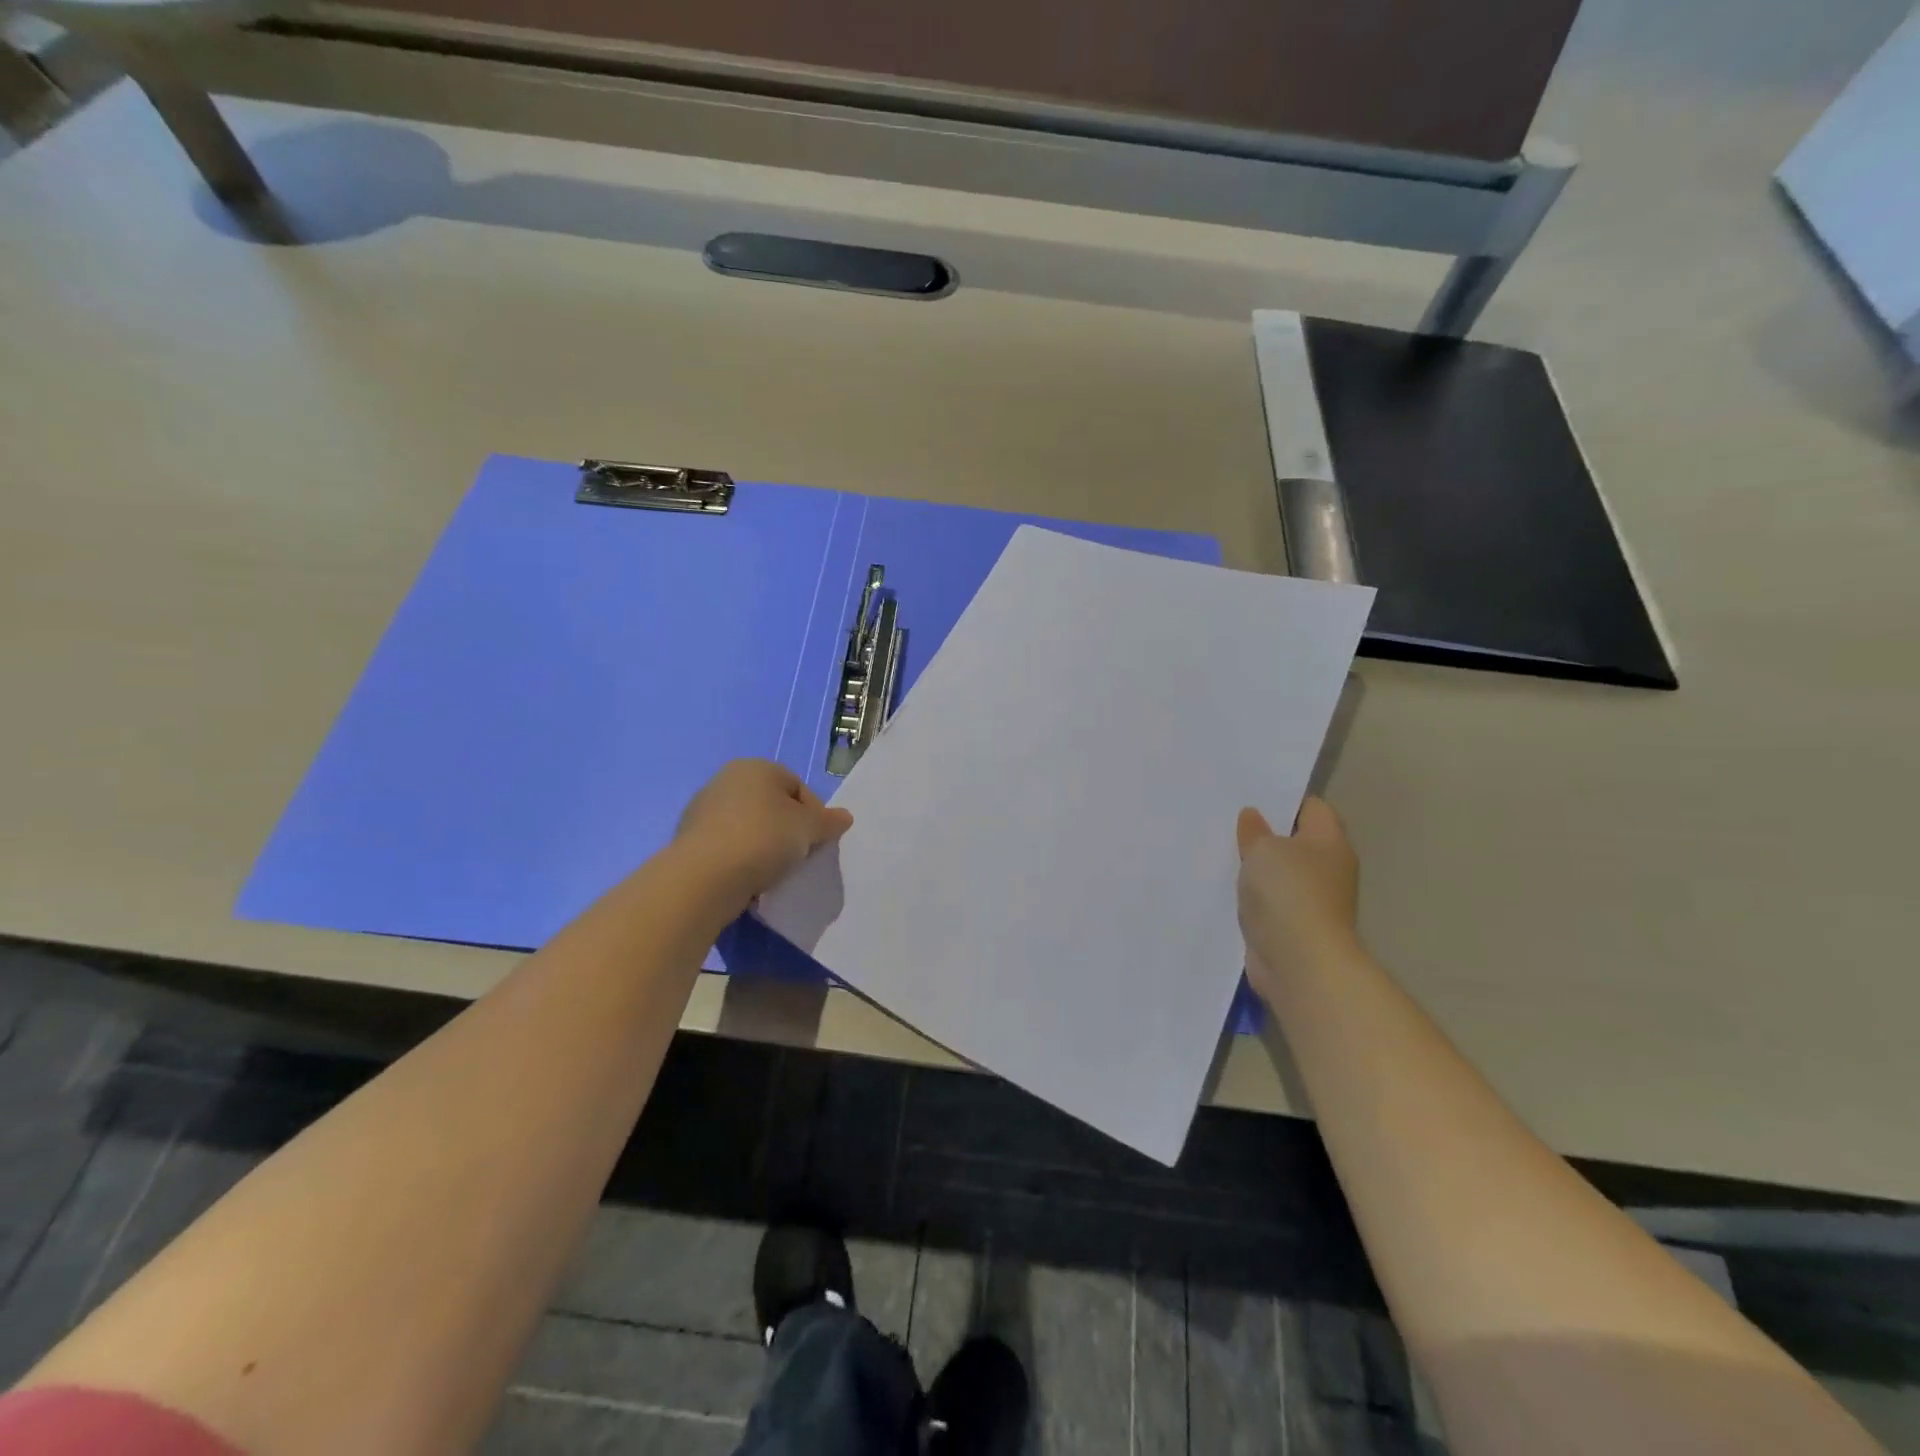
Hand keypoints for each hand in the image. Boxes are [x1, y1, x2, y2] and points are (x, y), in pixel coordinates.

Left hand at [675, 760, 853, 908]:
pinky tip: (749, 879)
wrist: (704, 877)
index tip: (818, 841)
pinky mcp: (690, 840)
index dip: (814, 814)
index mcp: (755, 767)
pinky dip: (741, 860)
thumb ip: (829, 821)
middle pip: (772, 805)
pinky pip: (728, 847)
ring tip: (774, 872)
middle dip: (788, 830)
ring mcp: (703, 810)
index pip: (797, 786)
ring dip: (765, 846)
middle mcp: (726, 780)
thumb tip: (844, 817)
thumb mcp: (808, 828)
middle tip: (799, 856)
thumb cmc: (763, 839)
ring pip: (749, 827)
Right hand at [1236, 798, 1359, 1002]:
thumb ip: (1255, 830)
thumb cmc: (1288, 893)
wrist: (1299, 962)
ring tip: (1220, 852)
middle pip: (1295, 842)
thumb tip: (1253, 816)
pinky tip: (1225, 889)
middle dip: (1265, 834)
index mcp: (1329, 842)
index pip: (1312, 808)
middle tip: (1228, 822)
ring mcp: (1312, 901)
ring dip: (1256, 869)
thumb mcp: (1263, 849)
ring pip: (1280, 874)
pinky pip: (1270, 902)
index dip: (1283, 800)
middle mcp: (1328, 869)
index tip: (1250, 796)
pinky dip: (1252, 897)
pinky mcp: (1293, 927)